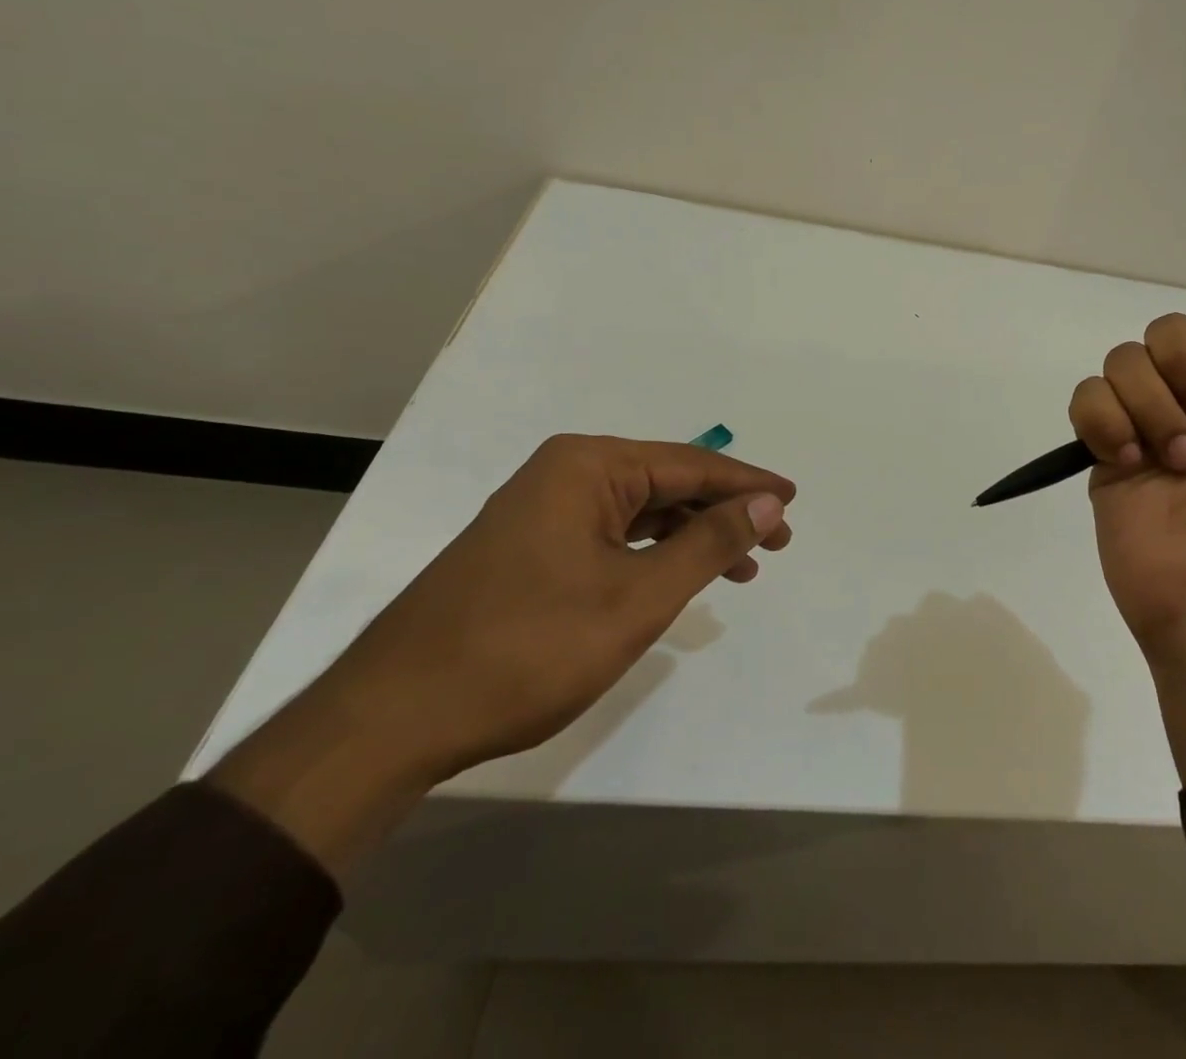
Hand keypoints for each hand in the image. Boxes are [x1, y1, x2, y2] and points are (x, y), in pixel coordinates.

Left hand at [210, 435, 794, 871]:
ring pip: (640, 512)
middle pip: (667, 482)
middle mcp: (564, 474)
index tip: (794, 501)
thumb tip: (768, 503)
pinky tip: (678, 577)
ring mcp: (541, 511)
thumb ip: (710, 542)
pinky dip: (652, 554)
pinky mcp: (529, 548)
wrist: (391, 720)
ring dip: (692, 536)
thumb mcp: (638, 597)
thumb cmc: (527, 649)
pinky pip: (611, 535)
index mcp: (589, 466)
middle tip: (775, 544)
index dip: (748, 484)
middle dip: (724, 512)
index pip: (691, 464)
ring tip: (739, 569)